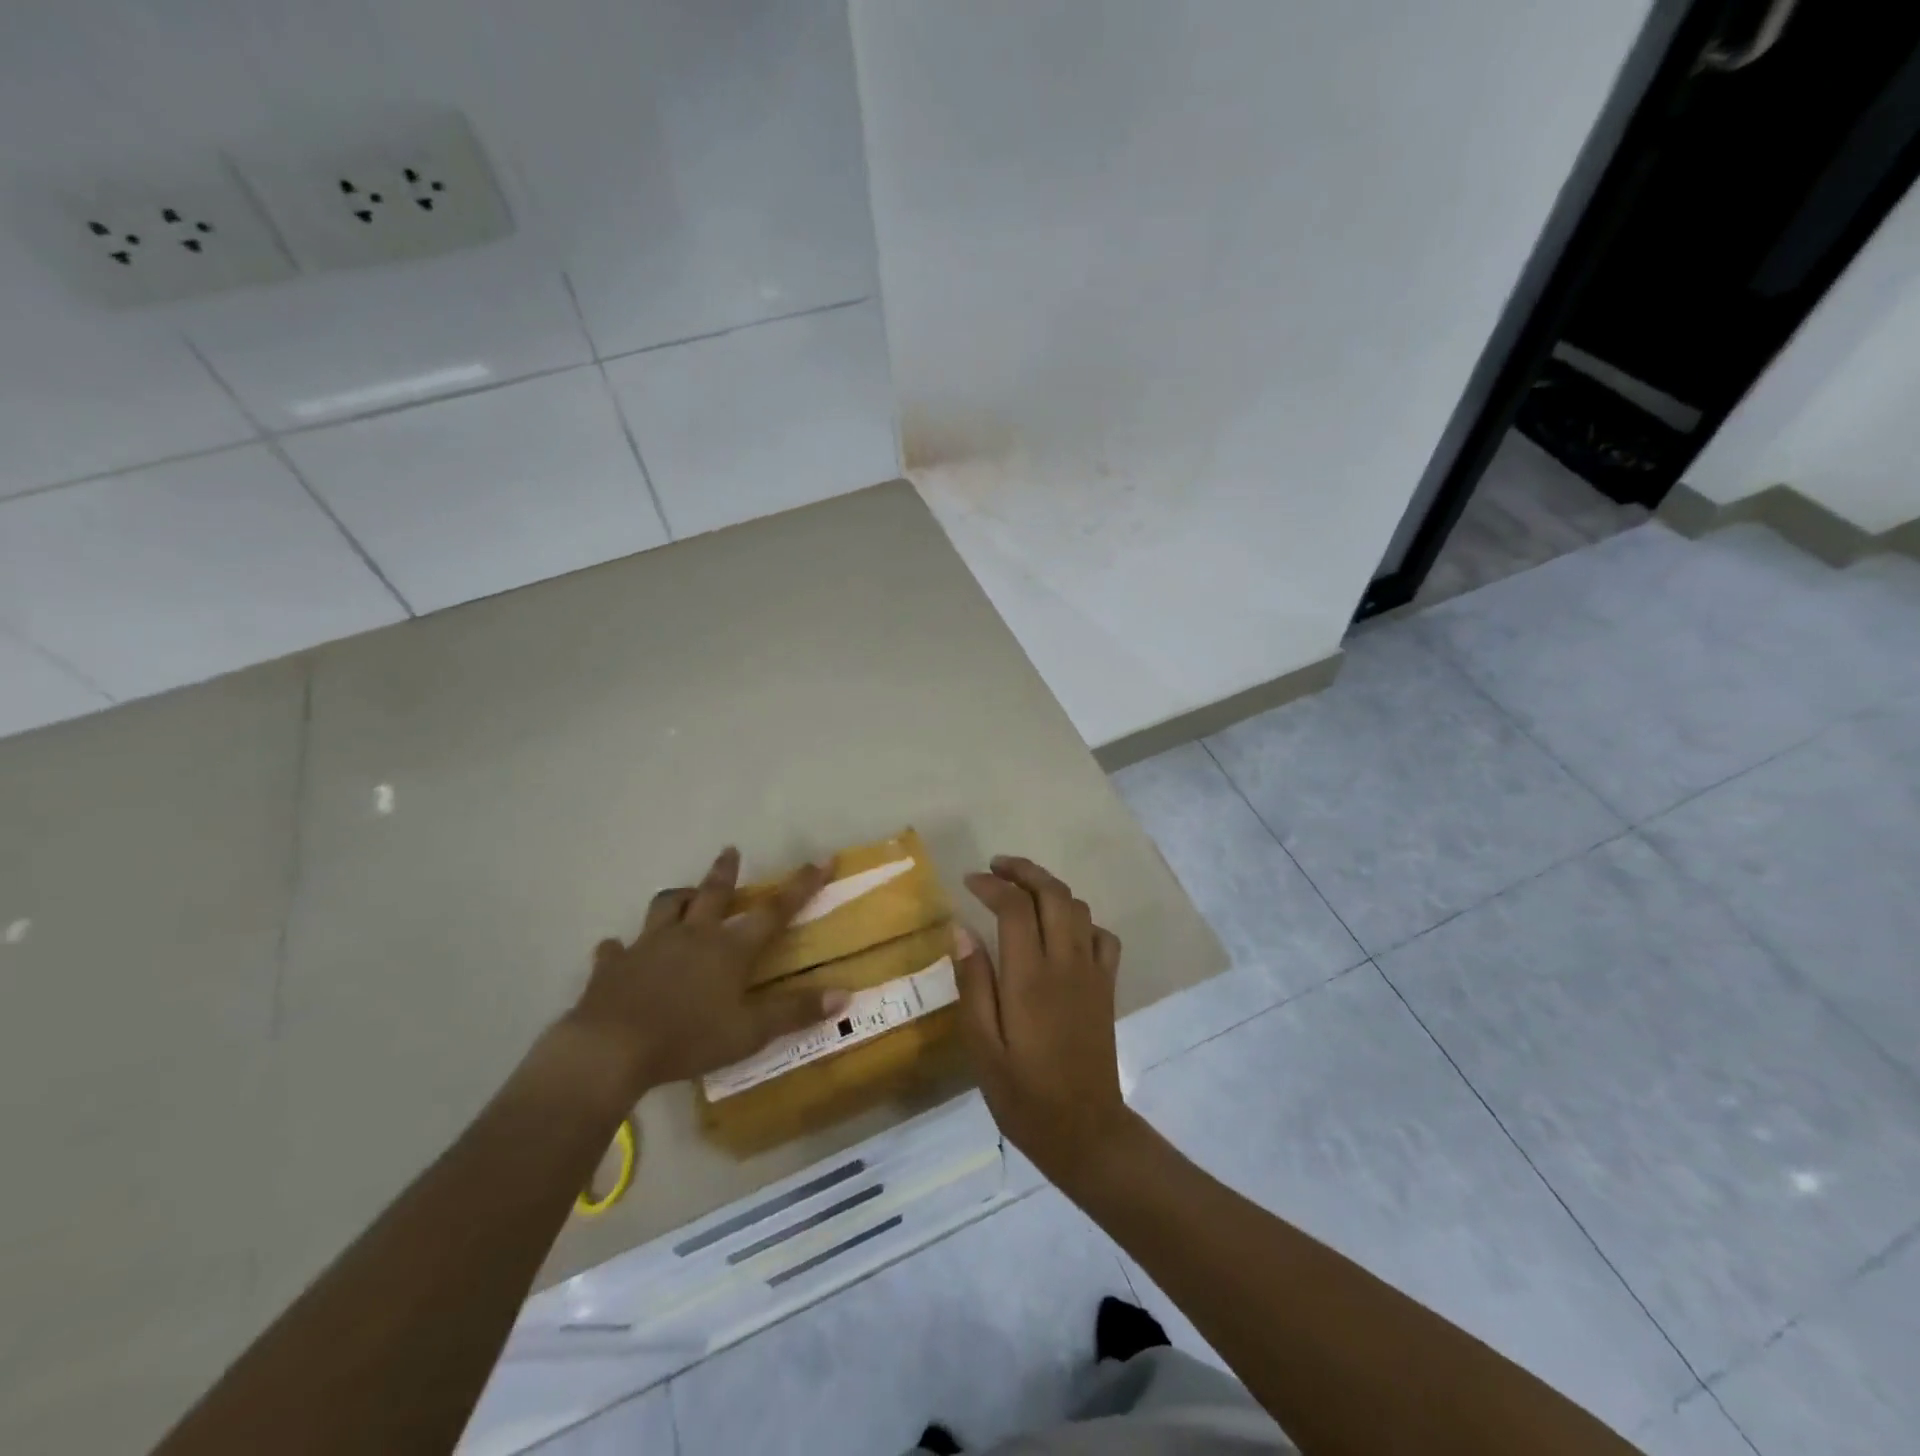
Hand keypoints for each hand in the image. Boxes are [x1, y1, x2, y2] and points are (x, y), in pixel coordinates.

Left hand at [562, 848, 850, 1101]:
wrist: (610, 1049)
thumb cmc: (688, 1039)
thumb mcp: (749, 1033)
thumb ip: (795, 1012)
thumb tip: (844, 995)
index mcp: (728, 949)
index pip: (774, 911)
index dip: (800, 886)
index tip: (821, 860)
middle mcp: (691, 936)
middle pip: (712, 894)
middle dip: (725, 872)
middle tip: (730, 851)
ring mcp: (648, 946)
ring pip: (665, 908)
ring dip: (678, 898)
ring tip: (685, 896)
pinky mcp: (613, 965)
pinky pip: (616, 949)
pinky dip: (620, 948)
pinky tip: (618, 951)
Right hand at [954, 855, 1137, 1189]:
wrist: (1085, 1131)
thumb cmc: (1023, 1094)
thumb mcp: (982, 1046)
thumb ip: (973, 984)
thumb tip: (962, 930)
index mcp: (1030, 977)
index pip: (1015, 907)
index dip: (991, 885)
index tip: (968, 881)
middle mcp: (1066, 963)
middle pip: (1053, 893)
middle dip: (1024, 870)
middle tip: (995, 867)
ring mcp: (1092, 973)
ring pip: (1078, 907)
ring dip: (1049, 888)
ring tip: (1022, 890)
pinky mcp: (1107, 986)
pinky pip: (1101, 935)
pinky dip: (1079, 920)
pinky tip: (1061, 931)